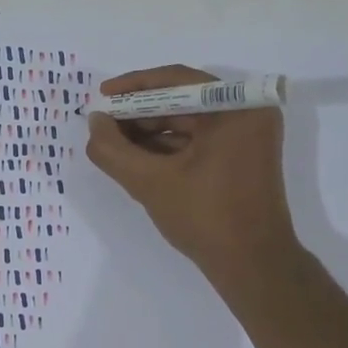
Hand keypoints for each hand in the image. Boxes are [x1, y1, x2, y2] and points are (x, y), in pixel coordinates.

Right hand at [84, 65, 298, 281]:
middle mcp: (248, 113)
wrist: (253, 267)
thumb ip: (114, 150)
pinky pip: (199, 141)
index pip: (176, 80)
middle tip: (103, 126)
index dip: (134, 87)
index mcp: (237, 107)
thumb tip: (94, 122)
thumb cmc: (207, 218)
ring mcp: (248, 136)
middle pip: (182, 100)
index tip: (102, 96)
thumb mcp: (151, 183)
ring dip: (150, 133)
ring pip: (188, 122)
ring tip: (113, 145)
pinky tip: (136, 160)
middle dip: (139, 114)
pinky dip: (168, 148)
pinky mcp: (242, 157)